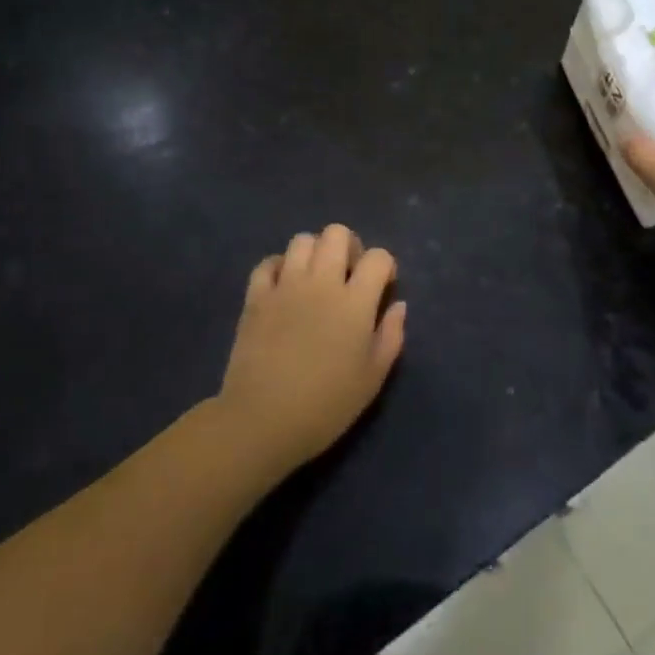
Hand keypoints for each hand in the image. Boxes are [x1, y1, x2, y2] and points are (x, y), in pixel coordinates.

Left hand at [216, 224, 406, 474]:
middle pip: (337, 234)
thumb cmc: (326, 405)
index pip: (378, 257)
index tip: (382, 287)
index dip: (385, 266)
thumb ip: (391, 336)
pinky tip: (283, 287)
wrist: (263, 421)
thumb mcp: (372, 378)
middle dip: (349, 246)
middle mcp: (321, 282)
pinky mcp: (256, 297)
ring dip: (314, 253)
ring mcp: (285, 286)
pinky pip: (267, 263)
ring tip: (315, 279)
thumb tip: (398, 305)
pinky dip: (278, 267)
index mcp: (354, 301)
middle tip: (348, 275)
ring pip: (302, 240)